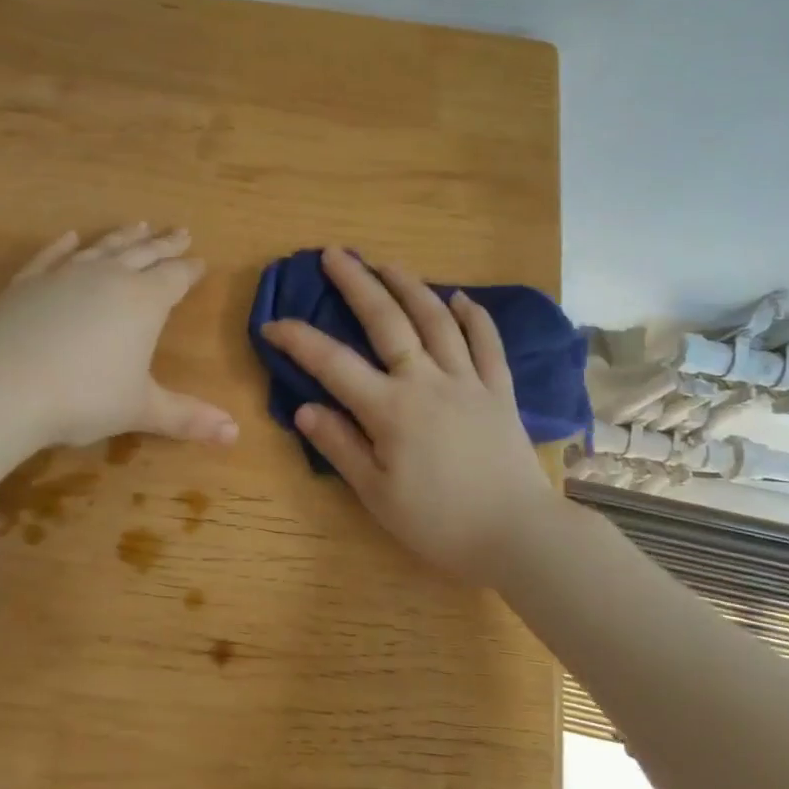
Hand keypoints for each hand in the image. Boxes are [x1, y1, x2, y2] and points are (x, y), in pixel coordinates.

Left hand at [0, 224, 237, 451]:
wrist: (0, 386)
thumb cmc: (83, 397)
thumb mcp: (141, 409)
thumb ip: (187, 417)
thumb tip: (235, 434)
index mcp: (144, 301)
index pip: (176, 277)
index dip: (190, 270)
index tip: (201, 260)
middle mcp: (109, 277)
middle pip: (144, 253)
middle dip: (165, 244)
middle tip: (180, 231)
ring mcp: (65, 274)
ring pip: (103, 247)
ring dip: (123, 236)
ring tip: (139, 224)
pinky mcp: (27, 282)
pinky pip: (53, 255)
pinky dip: (65, 245)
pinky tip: (71, 237)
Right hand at [258, 248, 558, 583]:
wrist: (517, 535)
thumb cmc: (439, 523)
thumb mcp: (376, 494)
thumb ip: (340, 446)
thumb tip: (304, 408)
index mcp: (390, 409)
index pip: (333, 363)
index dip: (298, 340)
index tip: (271, 324)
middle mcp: (427, 381)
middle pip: (387, 320)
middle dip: (357, 283)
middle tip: (335, 253)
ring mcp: (468, 381)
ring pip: (436, 320)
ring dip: (409, 286)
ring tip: (387, 263)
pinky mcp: (500, 390)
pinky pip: (487, 343)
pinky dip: (473, 316)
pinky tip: (459, 298)